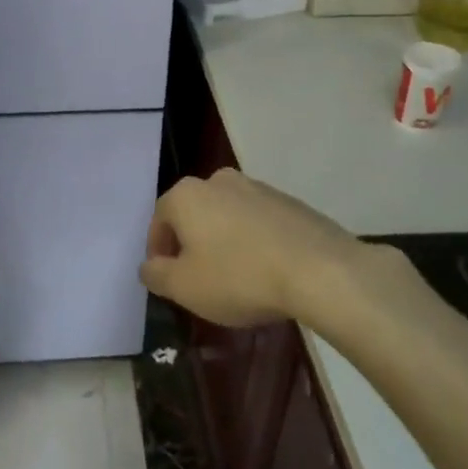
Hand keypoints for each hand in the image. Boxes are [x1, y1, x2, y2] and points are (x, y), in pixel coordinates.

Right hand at [141, 169, 375, 327]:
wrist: (319, 270)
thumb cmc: (239, 277)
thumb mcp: (185, 287)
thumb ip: (157, 275)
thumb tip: (148, 266)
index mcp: (187, 195)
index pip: (159, 219)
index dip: (158, 250)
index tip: (167, 278)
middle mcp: (219, 181)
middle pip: (194, 213)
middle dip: (191, 243)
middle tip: (199, 279)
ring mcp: (258, 187)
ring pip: (227, 216)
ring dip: (224, 241)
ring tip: (236, 278)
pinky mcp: (290, 202)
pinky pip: (259, 222)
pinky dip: (254, 241)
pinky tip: (266, 270)